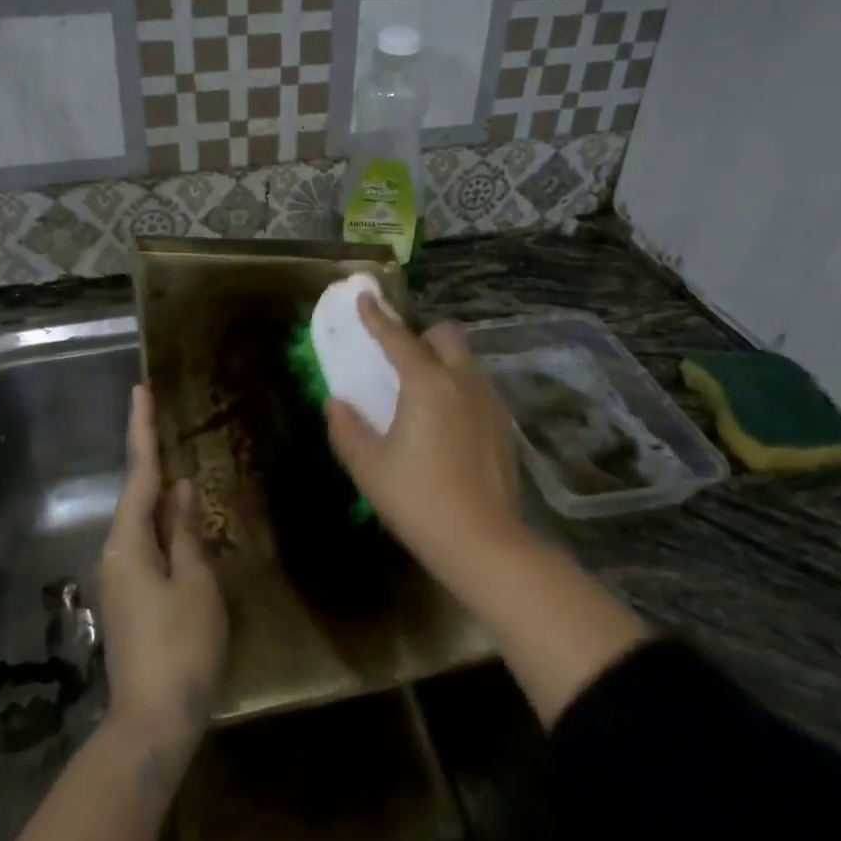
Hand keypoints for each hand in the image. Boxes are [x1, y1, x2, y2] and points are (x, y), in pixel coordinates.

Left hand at [97, 385, 227, 761]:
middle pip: (137, 496)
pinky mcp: (131, 599)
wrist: (153, 721)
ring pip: (143, 523)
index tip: (139, 392)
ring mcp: (121, 579)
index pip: (139, 474)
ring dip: (160, 495)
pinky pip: (149, 546)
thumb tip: (180, 490)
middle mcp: (116, 554)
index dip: (142, 431)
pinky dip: (165, 526)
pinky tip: (183, 523)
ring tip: (180, 465)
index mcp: (129, 543)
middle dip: (151, 458)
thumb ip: (186, 533)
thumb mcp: (195, 584)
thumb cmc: (181, 648)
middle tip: (163, 419)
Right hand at [325, 297, 522, 574]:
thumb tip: (336, 403)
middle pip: (445, 336)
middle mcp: (463, 382)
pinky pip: (477, 387)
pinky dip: (458, 387)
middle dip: (420, 336)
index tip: (364, 298)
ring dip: (441, 361)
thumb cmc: (417, 500)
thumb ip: (347, 429)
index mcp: (427, 385)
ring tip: (421, 393)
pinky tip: (445, 423)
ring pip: (465, 361)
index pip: (398, 338)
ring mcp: (489, 402)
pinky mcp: (504, 425)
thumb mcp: (368, 467)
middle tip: (398, 360)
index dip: (377, 317)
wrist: (482, 542)